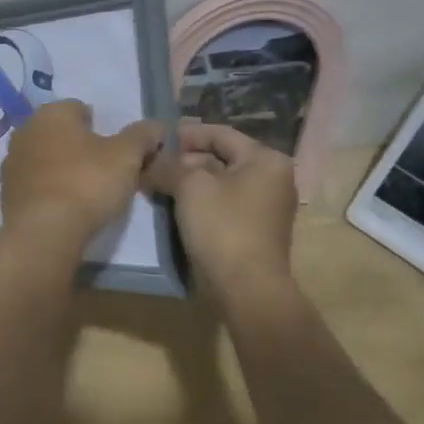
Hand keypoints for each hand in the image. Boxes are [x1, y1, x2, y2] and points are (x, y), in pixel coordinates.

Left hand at [0, 100, 163, 246]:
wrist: (43, 232)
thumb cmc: (87, 183)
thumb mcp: (127, 157)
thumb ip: (142, 136)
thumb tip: (156, 126)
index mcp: (52, 112)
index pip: (81, 109)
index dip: (102, 128)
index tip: (116, 153)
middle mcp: (26, 129)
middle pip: (61, 133)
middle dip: (80, 147)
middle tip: (104, 172)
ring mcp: (12, 160)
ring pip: (46, 157)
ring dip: (62, 168)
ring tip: (85, 193)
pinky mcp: (6, 191)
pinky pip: (35, 183)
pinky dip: (49, 189)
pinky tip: (64, 208)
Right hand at [145, 121, 297, 290]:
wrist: (246, 289)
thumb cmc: (223, 227)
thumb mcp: (190, 187)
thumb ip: (169, 166)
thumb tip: (150, 161)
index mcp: (266, 160)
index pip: (220, 134)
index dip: (186, 134)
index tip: (157, 140)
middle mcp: (272, 179)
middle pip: (221, 158)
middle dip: (185, 161)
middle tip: (153, 166)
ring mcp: (266, 207)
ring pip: (220, 183)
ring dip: (189, 183)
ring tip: (158, 185)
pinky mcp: (255, 231)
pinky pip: (224, 205)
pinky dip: (200, 202)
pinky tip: (175, 207)